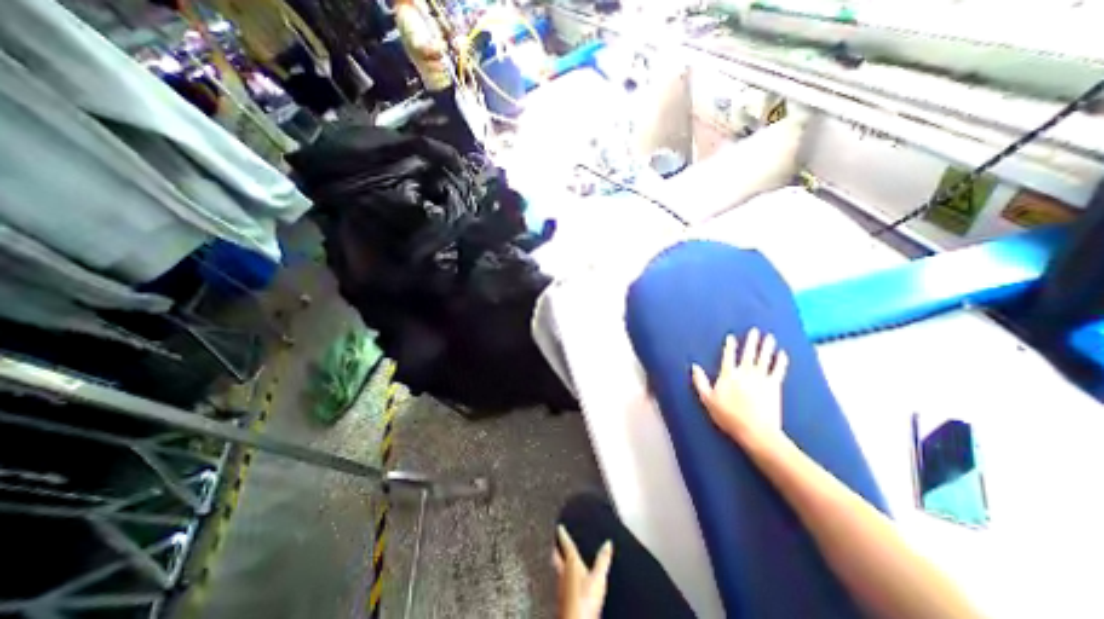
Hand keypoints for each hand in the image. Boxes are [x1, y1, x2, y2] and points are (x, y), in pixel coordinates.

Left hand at [553, 525, 612, 618]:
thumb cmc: (585, 600)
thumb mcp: (598, 577)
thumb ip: (602, 560)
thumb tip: (608, 543)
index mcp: (571, 562)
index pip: (566, 544)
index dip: (563, 534)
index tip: (559, 527)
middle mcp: (563, 572)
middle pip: (556, 556)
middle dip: (555, 548)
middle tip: (555, 541)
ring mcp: (560, 587)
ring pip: (556, 569)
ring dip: (557, 562)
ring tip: (559, 558)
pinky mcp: (562, 599)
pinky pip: (560, 582)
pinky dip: (561, 577)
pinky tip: (565, 582)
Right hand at [691, 328, 789, 450]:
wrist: (755, 430)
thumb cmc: (728, 416)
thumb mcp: (707, 399)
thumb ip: (700, 382)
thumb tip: (694, 366)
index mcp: (728, 375)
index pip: (728, 356)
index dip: (730, 346)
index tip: (731, 337)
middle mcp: (745, 372)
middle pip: (748, 353)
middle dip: (751, 341)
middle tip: (754, 330)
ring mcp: (761, 378)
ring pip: (764, 358)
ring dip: (766, 347)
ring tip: (769, 337)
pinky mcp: (774, 386)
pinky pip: (778, 370)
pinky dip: (781, 361)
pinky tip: (783, 354)